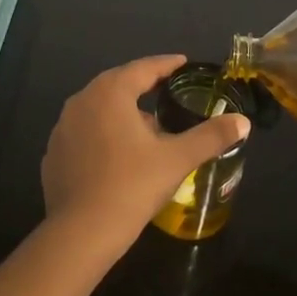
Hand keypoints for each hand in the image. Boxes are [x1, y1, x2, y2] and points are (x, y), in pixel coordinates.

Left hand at [40, 56, 250, 257]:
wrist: (81, 232)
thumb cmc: (131, 186)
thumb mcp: (176, 159)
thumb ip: (210, 137)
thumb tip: (243, 122)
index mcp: (110, 93)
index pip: (143, 68)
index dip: (165, 65)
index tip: (182, 63)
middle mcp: (81, 101)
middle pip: (117, 84)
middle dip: (142, 85)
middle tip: (166, 89)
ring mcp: (63, 127)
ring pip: (98, 108)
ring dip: (121, 111)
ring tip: (145, 126)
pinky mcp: (54, 153)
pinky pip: (83, 132)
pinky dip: (102, 134)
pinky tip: (116, 153)